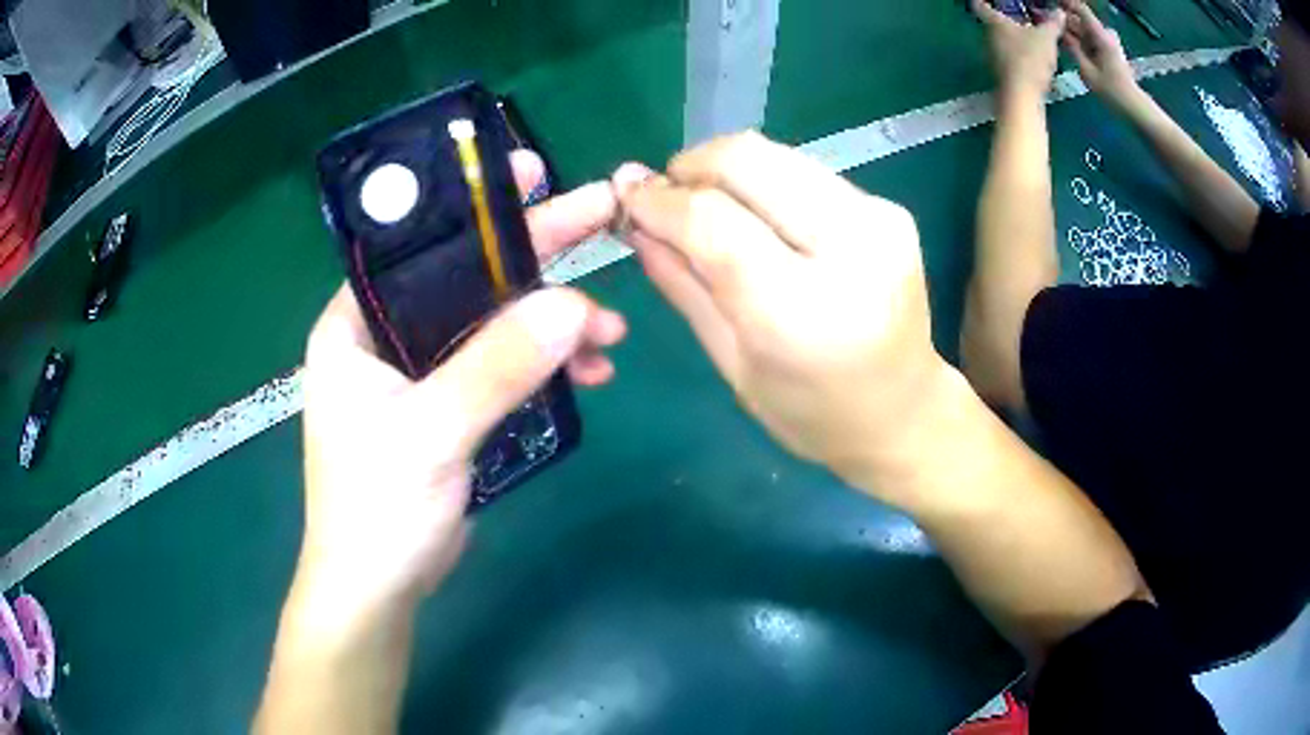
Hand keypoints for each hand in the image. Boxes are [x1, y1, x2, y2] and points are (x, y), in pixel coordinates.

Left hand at [296, 152, 626, 628]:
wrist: (381, 587)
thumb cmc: (377, 510)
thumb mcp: (429, 434)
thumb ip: (495, 367)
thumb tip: (573, 304)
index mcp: (356, 325)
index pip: (417, 246)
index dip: (473, 208)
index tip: (529, 174)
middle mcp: (386, 337)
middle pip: (467, 279)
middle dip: (535, 259)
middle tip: (600, 219)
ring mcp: (422, 373)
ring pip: (495, 325)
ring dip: (553, 324)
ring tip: (612, 333)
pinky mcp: (452, 406)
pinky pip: (505, 367)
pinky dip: (547, 366)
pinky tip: (590, 370)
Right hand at [613, 132, 952, 506]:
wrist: (904, 413)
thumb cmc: (811, 414)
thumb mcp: (732, 364)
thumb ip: (683, 285)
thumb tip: (635, 222)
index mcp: (803, 312)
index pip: (714, 222)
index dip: (660, 201)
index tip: (628, 199)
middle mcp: (851, 250)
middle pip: (748, 162)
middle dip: (691, 166)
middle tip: (665, 195)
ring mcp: (878, 221)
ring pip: (776, 155)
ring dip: (725, 169)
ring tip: (704, 204)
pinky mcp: (888, 210)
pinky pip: (804, 171)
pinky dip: (764, 182)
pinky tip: (755, 216)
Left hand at [973, 0, 1066, 97]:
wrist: (1022, 95)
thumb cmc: (1030, 58)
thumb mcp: (1046, 38)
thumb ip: (1053, 24)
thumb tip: (1060, 12)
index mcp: (994, 22)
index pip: (980, 5)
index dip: (983, 1)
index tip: (989, 1)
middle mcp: (987, 36)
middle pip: (992, 24)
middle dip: (1005, 20)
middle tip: (1021, 19)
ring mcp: (992, 55)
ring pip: (1000, 41)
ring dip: (1013, 39)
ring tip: (1030, 39)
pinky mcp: (1000, 73)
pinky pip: (1007, 57)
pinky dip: (1017, 55)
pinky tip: (1032, 60)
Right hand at [1060, 0, 1141, 109]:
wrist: (1134, 108)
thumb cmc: (1112, 91)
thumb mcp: (1087, 70)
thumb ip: (1071, 47)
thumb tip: (1058, 30)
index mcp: (1100, 35)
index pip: (1080, 8)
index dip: (1065, 3)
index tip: (1049, 4)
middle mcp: (1104, 34)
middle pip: (1080, 20)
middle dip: (1064, 20)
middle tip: (1046, 23)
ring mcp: (1107, 43)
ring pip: (1084, 30)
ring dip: (1070, 31)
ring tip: (1054, 36)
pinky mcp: (1108, 51)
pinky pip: (1089, 39)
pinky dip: (1079, 40)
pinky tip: (1069, 46)